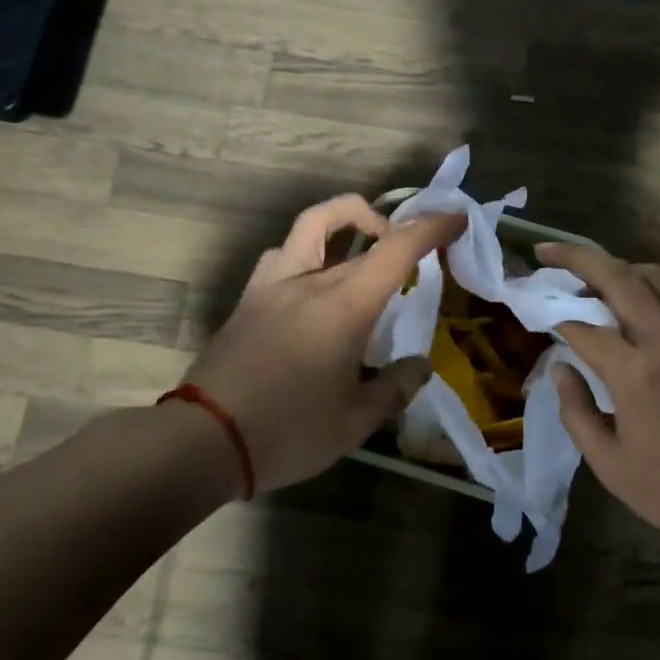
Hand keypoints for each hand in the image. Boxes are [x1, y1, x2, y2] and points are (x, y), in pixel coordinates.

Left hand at [184, 196, 464, 491]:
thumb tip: (419, 366)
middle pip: (360, 233)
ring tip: (362, 252)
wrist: (203, 440)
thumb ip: (395, 388)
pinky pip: (283, 256)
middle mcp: (309, 280)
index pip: (396, 248)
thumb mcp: (355, 422)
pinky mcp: (248, 300)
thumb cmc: (288, 431)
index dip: (431, 227)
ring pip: (311, 226)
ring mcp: (272, 285)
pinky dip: (308, 253)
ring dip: (344, 222)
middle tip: (420, 248)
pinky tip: (314, 284)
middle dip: (397, 230)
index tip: (456, 219)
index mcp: (344, 305)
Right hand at [542, 243, 659, 556]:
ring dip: (618, 267)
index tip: (537, 313)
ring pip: (656, 277)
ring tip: (592, 273)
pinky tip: (638, 301)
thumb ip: (577, 412)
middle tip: (548, 251)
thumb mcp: (611, 466)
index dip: (555, 318)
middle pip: (619, 277)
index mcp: (637, 375)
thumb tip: (560, 368)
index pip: (584, 327)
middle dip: (578, 258)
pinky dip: (653, 288)